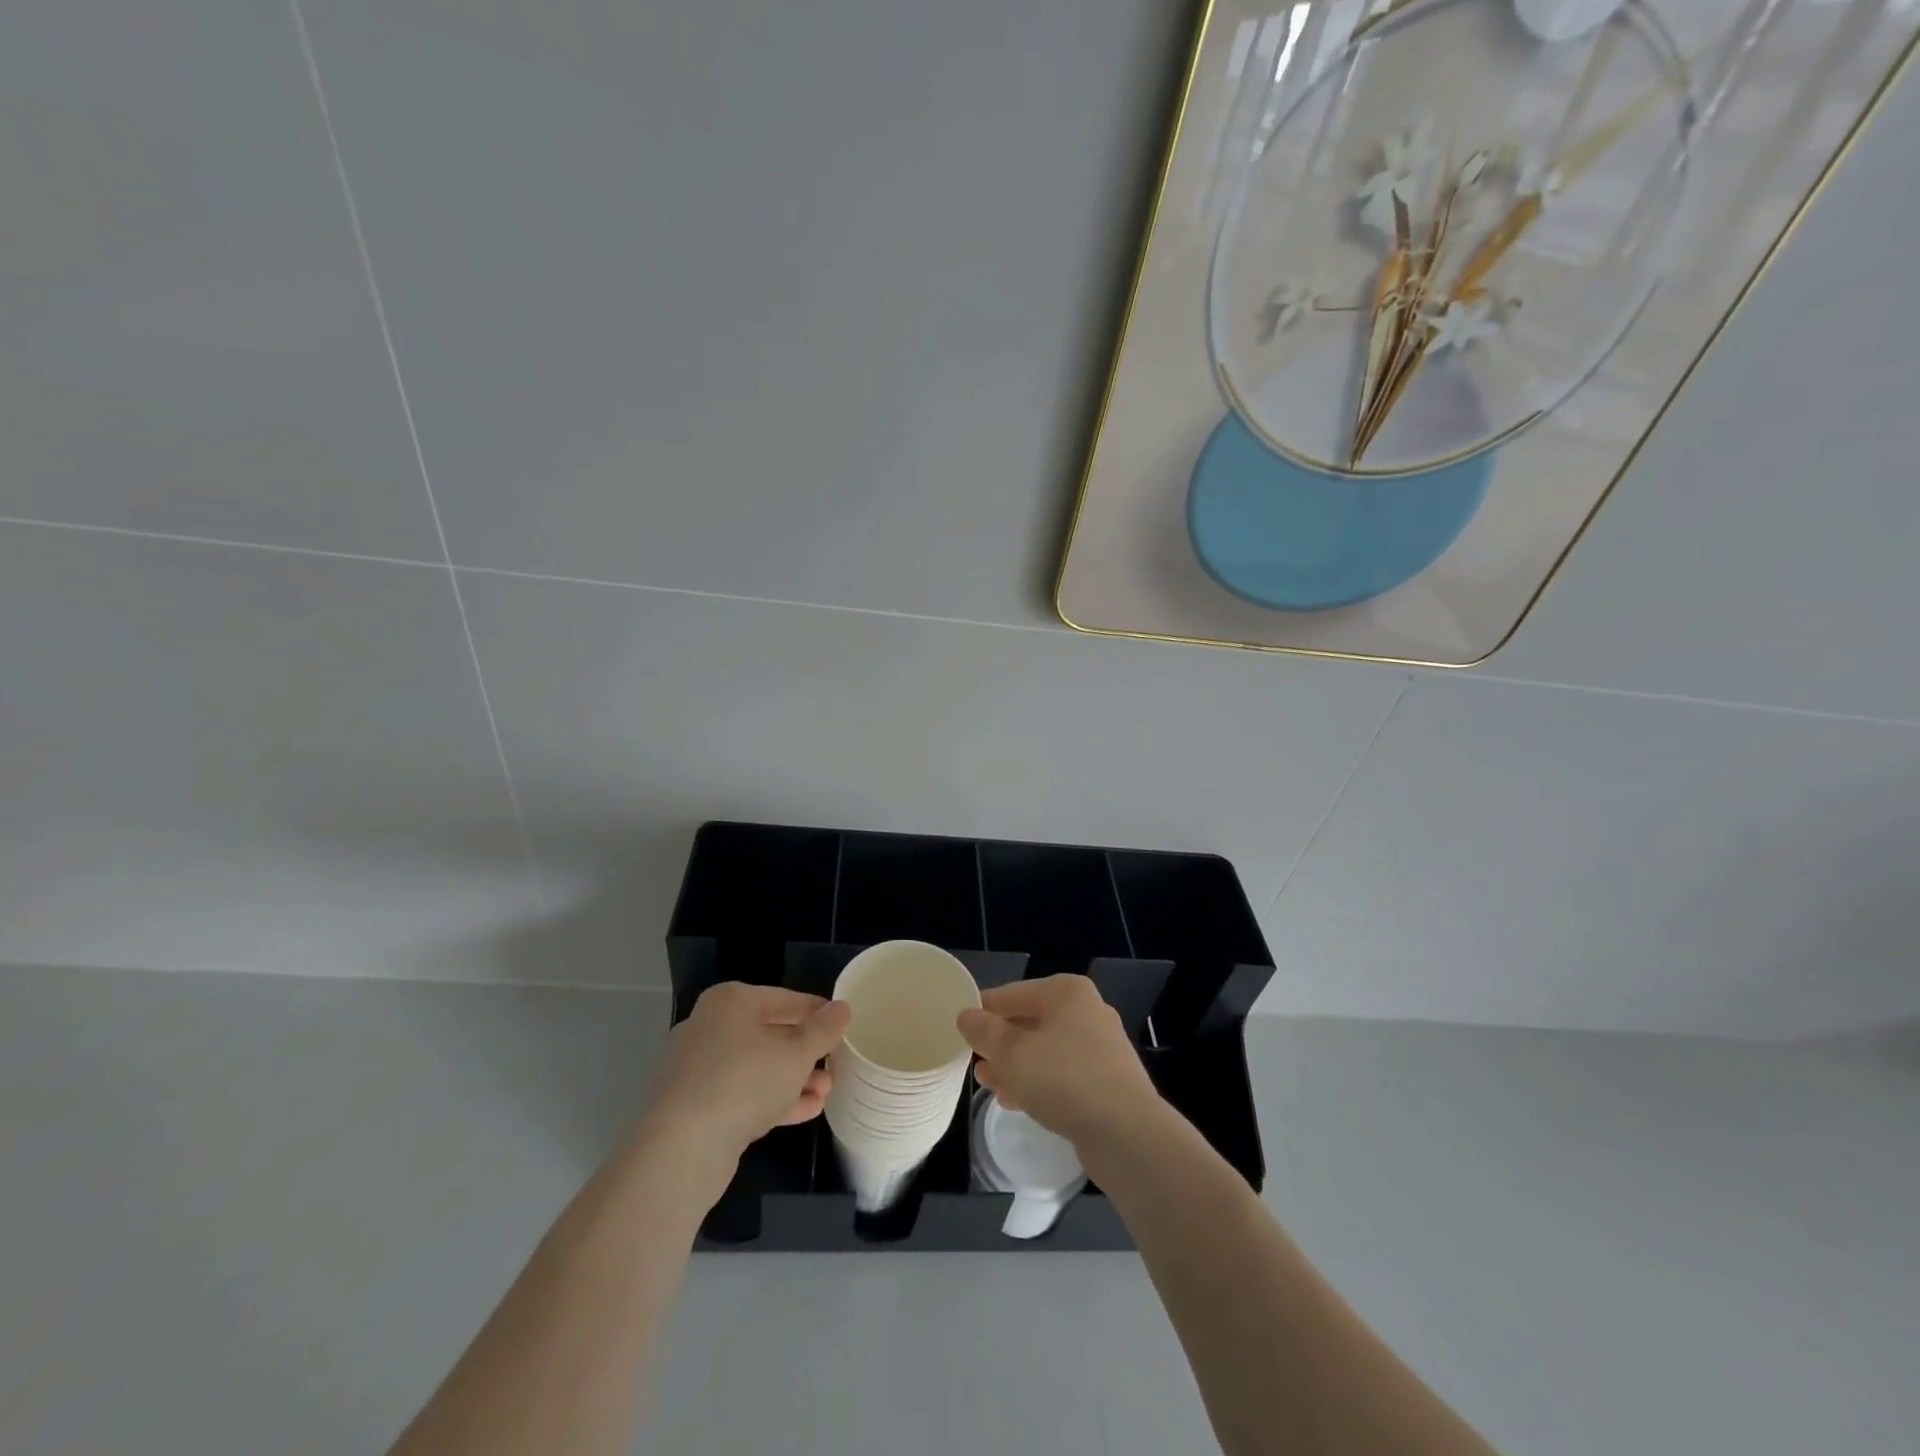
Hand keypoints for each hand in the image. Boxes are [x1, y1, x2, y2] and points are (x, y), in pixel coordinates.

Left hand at [641, 983, 850, 1166]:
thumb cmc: (744, 1082)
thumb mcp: (796, 1053)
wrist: (681, 1150)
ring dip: (793, 1078)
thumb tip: (842, 1008)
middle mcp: (709, 1027)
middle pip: (769, 1033)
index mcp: (730, 1002)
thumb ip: (823, 1030)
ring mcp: (697, 1070)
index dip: (817, 1012)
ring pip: (756, 1067)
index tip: (842, 1026)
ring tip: (826, 1091)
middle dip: (805, 1051)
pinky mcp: (694, 1107)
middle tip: (835, 1063)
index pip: (785, 999)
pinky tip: (806, 1110)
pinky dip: (772, 1099)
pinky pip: (742, 1094)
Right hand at [956, 975, 1162, 1148]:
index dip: (985, 1011)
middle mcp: (1087, 1011)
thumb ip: (985, 1032)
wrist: (1126, 1133)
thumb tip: (966, 1015)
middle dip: (1000, 1042)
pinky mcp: (1107, 1081)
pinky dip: (1038, 1082)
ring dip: (1016, 1065)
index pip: (1013, 994)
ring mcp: (1100, 1047)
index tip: (961, 1031)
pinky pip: (1062, 1074)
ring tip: (988, 1084)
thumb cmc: (1064, 1079)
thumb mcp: (1012, 1053)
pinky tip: (1016, 1101)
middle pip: (1031, 1021)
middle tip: (974, 1061)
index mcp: (1067, 992)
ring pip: (1045, 1050)